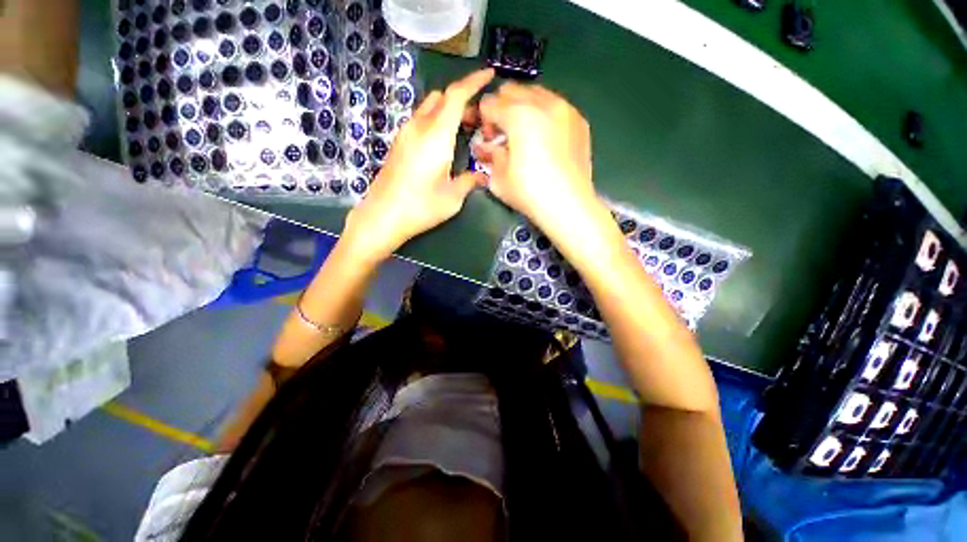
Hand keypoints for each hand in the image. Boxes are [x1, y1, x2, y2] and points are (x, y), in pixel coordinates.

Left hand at [343, 69, 494, 259]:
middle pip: (442, 98)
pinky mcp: (399, 143)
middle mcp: (419, 127)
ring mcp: (405, 134)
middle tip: (479, 121)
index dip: (474, 81)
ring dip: (448, 112)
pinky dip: (436, 122)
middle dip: (463, 101)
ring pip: (430, 108)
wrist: (383, 216)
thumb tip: (482, 176)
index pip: (456, 95)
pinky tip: (444, 144)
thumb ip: (470, 181)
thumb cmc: (421, 207)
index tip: (490, 75)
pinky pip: (421, 121)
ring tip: (464, 132)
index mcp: (436, 135)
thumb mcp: (453, 197)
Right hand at [475, 83, 595, 229]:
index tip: (487, 136)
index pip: (490, 103)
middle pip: (512, 90)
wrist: (568, 205)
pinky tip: (545, 139)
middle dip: (502, 107)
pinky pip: (555, 106)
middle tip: (503, 133)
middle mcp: (543, 103)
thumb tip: (485, 147)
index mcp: (519, 115)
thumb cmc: (529, 193)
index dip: (482, 119)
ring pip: (536, 93)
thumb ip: (489, 155)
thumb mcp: (499, 178)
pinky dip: (544, 114)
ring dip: (523, 107)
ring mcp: (565, 109)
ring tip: (524, 134)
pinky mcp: (579, 121)